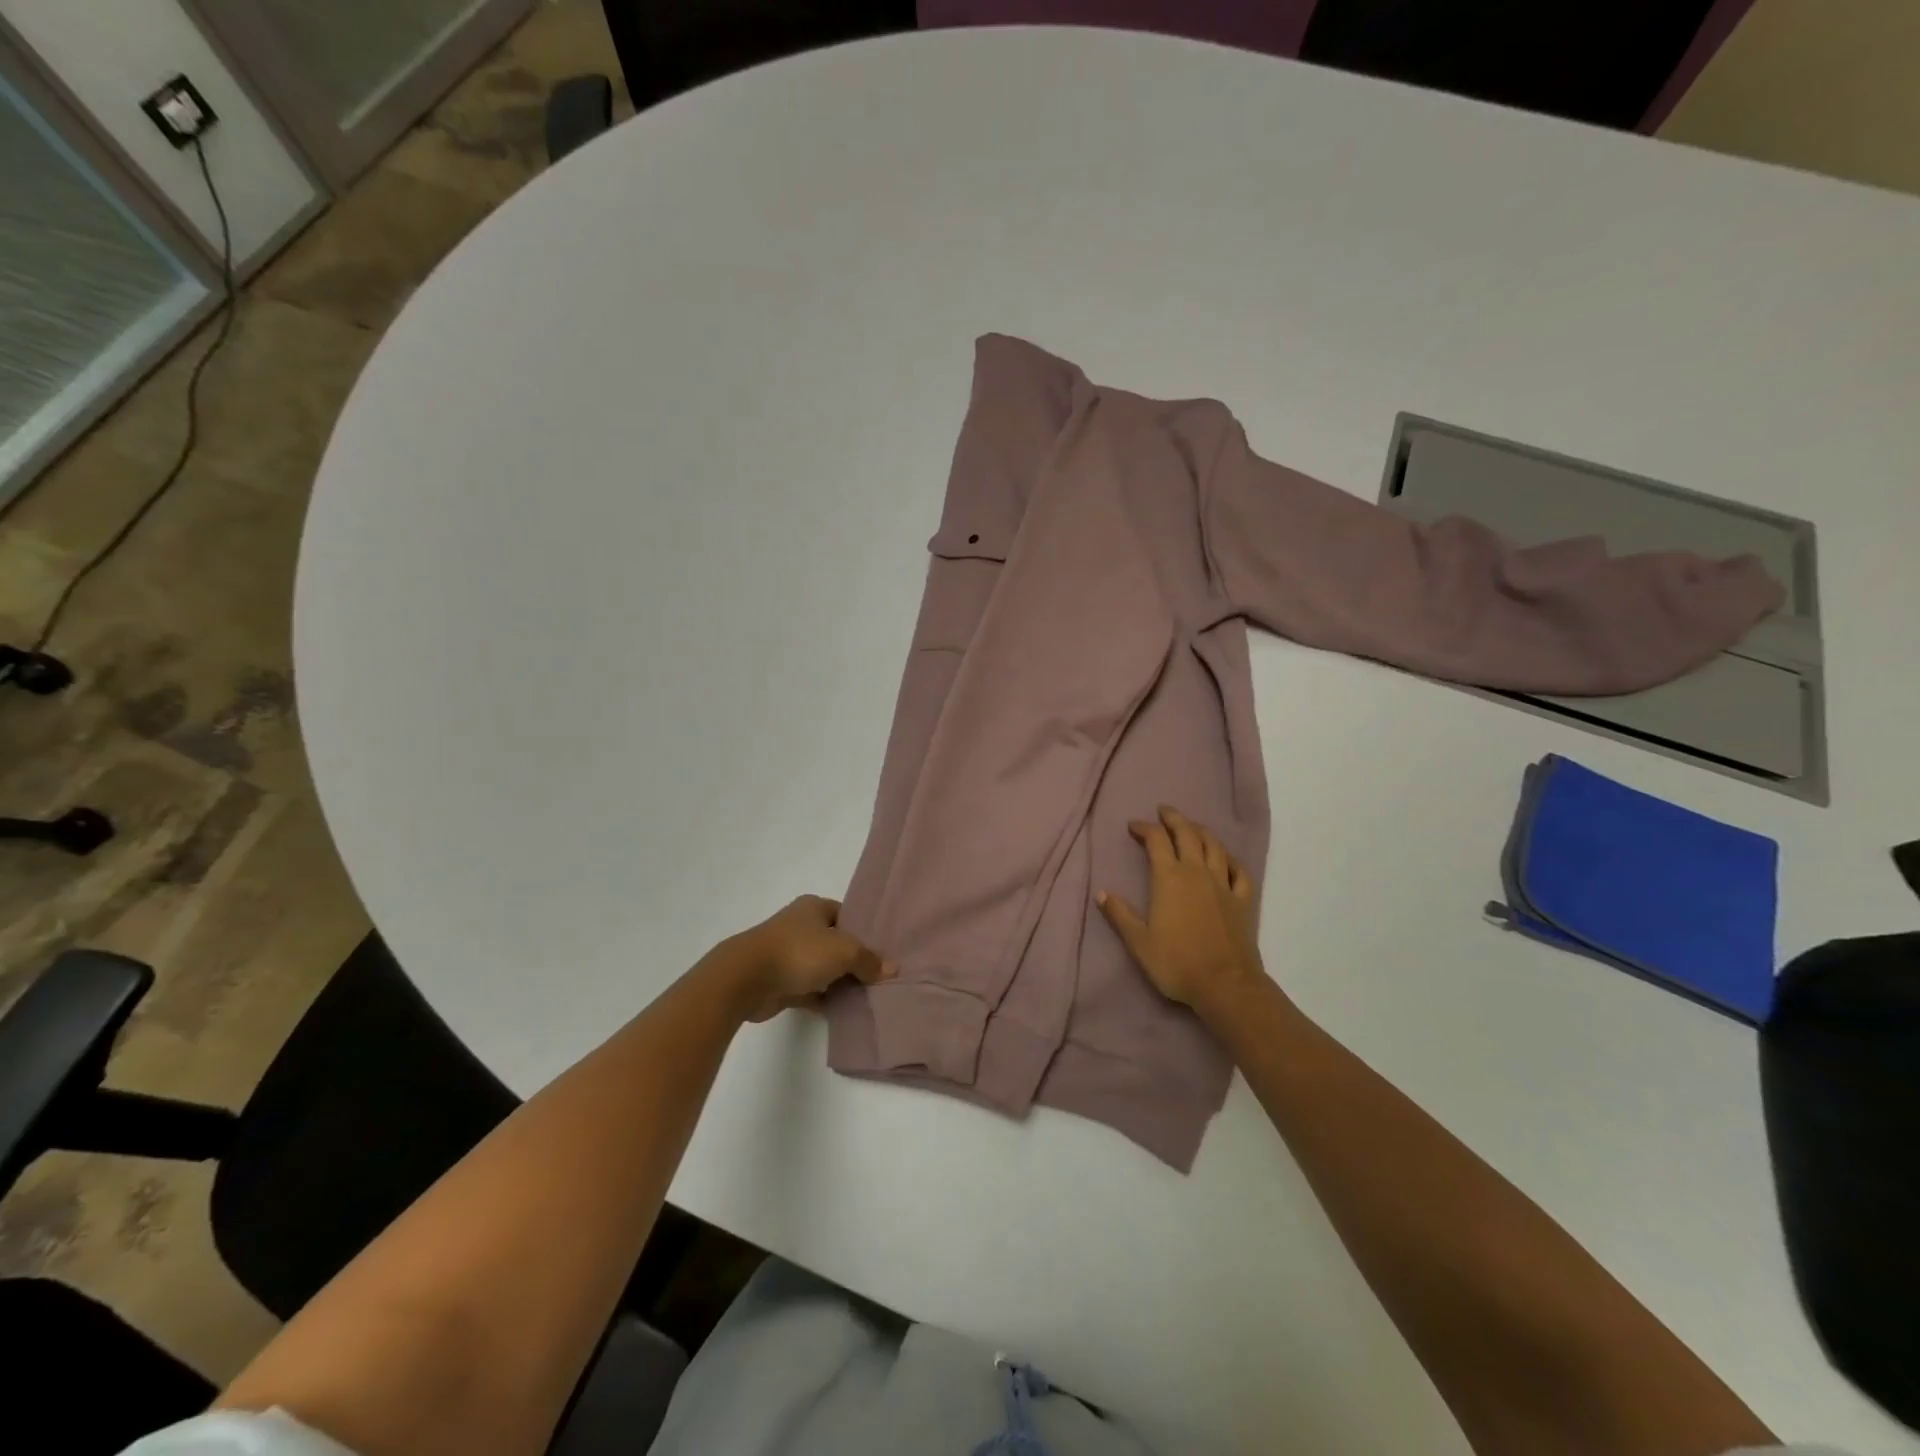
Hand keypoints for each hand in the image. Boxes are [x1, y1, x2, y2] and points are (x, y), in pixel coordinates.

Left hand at [723, 895, 893, 1022]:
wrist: (746, 979)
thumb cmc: (799, 952)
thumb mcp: (844, 951)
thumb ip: (868, 960)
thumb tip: (891, 969)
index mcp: (814, 908)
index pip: (847, 915)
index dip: (864, 932)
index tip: (883, 952)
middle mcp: (800, 926)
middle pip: (835, 943)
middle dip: (854, 960)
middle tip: (879, 977)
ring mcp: (788, 954)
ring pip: (822, 968)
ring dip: (839, 981)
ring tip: (866, 996)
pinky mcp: (779, 981)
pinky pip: (809, 989)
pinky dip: (823, 998)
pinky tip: (842, 1010)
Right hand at [1098, 806, 1262, 1009]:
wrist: (1226, 985)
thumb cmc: (1177, 963)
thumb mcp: (1139, 942)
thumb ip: (1120, 914)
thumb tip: (1101, 892)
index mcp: (1169, 878)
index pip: (1156, 841)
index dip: (1144, 828)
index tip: (1133, 825)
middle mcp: (1197, 873)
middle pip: (1187, 834)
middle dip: (1173, 818)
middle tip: (1163, 811)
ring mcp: (1223, 884)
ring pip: (1214, 846)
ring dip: (1201, 831)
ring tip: (1191, 826)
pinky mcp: (1243, 901)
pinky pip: (1239, 871)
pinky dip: (1230, 859)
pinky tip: (1225, 858)